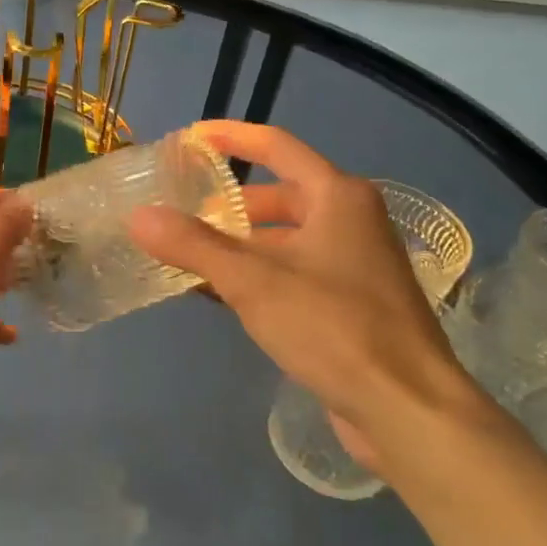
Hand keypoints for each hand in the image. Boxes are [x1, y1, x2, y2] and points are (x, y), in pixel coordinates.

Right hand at [128, 122, 487, 475]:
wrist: (408, 408)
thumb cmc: (334, 327)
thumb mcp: (254, 281)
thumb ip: (193, 245)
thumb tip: (138, 216)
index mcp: (338, 197)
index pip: (277, 147)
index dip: (232, 137)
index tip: (190, 138)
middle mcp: (352, 220)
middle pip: (281, 196)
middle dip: (231, 203)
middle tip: (182, 209)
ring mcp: (356, 264)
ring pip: (287, 238)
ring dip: (241, 244)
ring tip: (191, 253)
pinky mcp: (353, 304)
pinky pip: (295, 273)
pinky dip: (259, 275)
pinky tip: (222, 294)